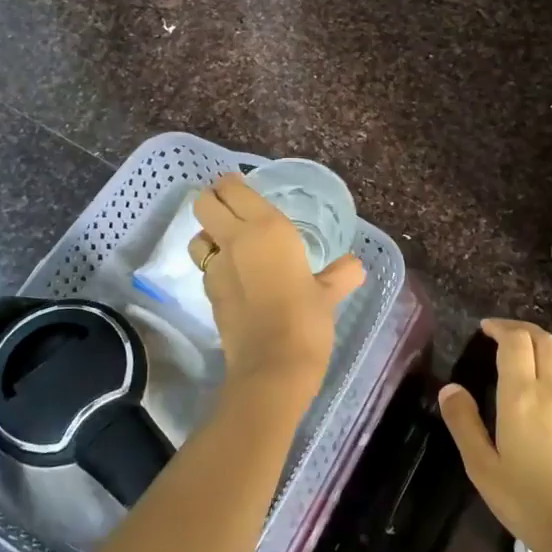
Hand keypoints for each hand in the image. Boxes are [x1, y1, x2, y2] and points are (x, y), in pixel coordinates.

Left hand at [189, 173, 364, 406]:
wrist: (273, 366)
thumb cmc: (307, 320)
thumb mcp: (328, 294)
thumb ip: (340, 274)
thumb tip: (354, 266)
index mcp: (267, 228)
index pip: (233, 189)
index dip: (232, 184)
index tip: (242, 188)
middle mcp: (236, 239)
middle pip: (204, 203)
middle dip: (212, 201)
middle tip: (231, 209)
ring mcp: (217, 266)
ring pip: (198, 235)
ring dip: (208, 235)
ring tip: (229, 245)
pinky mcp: (208, 292)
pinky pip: (205, 266)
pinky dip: (214, 265)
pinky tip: (234, 278)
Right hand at [439, 319, 551, 551]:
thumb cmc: (527, 501)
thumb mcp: (482, 467)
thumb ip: (464, 424)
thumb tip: (449, 388)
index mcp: (522, 396)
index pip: (516, 341)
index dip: (500, 327)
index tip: (483, 328)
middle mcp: (551, 392)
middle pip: (544, 340)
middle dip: (521, 328)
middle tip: (498, 333)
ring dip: (538, 344)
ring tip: (517, 354)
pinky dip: (550, 366)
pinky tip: (537, 388)